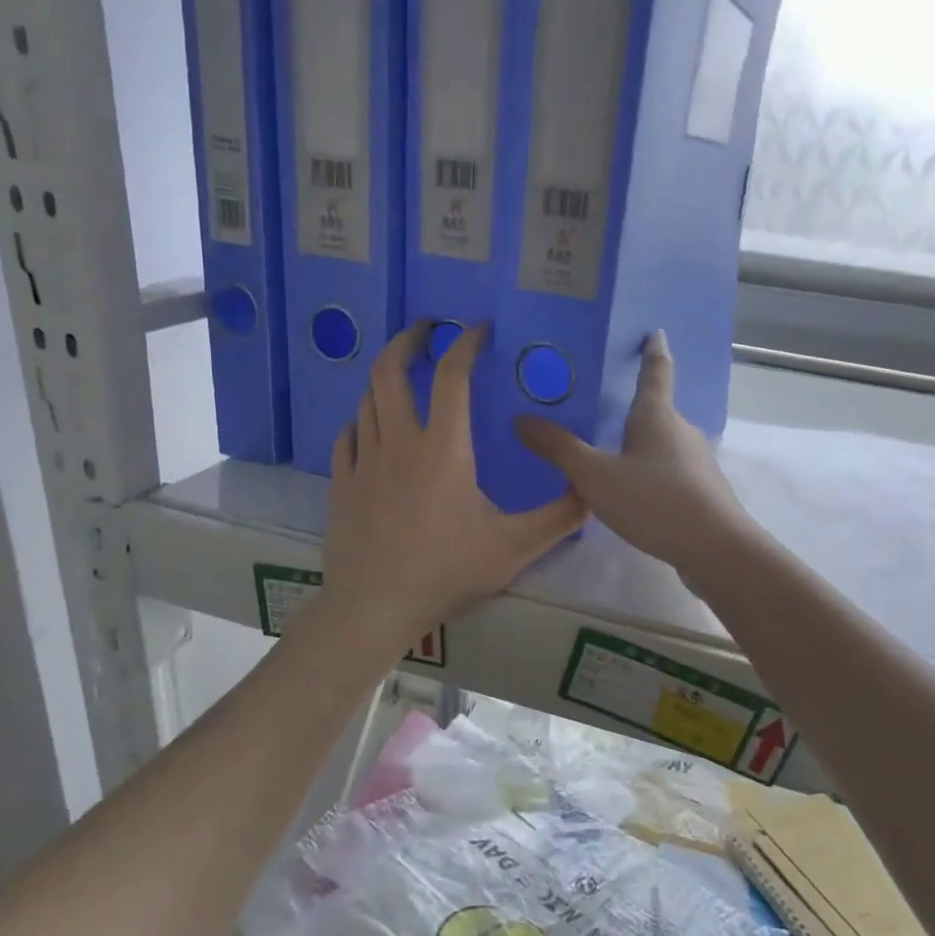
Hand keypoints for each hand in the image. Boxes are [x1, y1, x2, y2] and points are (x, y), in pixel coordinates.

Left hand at [319, 322, 587, 656]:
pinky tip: (369, 430)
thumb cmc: (446, 572)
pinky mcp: (342, 486)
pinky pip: (347, 438)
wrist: (375, 607)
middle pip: (389, 371)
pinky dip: (360, 422)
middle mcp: (398, 443)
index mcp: (443, 449)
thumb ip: (558, 518)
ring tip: (403, 377)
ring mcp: (363, 463)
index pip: (452, 376)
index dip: (465, 344)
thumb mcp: (514, 547)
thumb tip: (593, 491)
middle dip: (407, 340)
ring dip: (384, 380)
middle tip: (425, 328)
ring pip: (366, 402)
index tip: (477, 329)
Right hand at [516, 331, 752, 578]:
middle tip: (598, 407)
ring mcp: (695, 462)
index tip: (654, 332)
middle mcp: (681, 431)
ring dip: (638, 444)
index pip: (656, 371)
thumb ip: (560, 449)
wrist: (716, 550)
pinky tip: (630, 492)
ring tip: (606, 453)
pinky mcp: (700, 491)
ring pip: (661, 444)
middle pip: (655, 410)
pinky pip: (667, 471)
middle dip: (631, 407)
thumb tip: (521, 418)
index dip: (652, 351)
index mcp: (657, 416)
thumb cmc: (654, 501)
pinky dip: (648, 472)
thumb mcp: (596, 476)